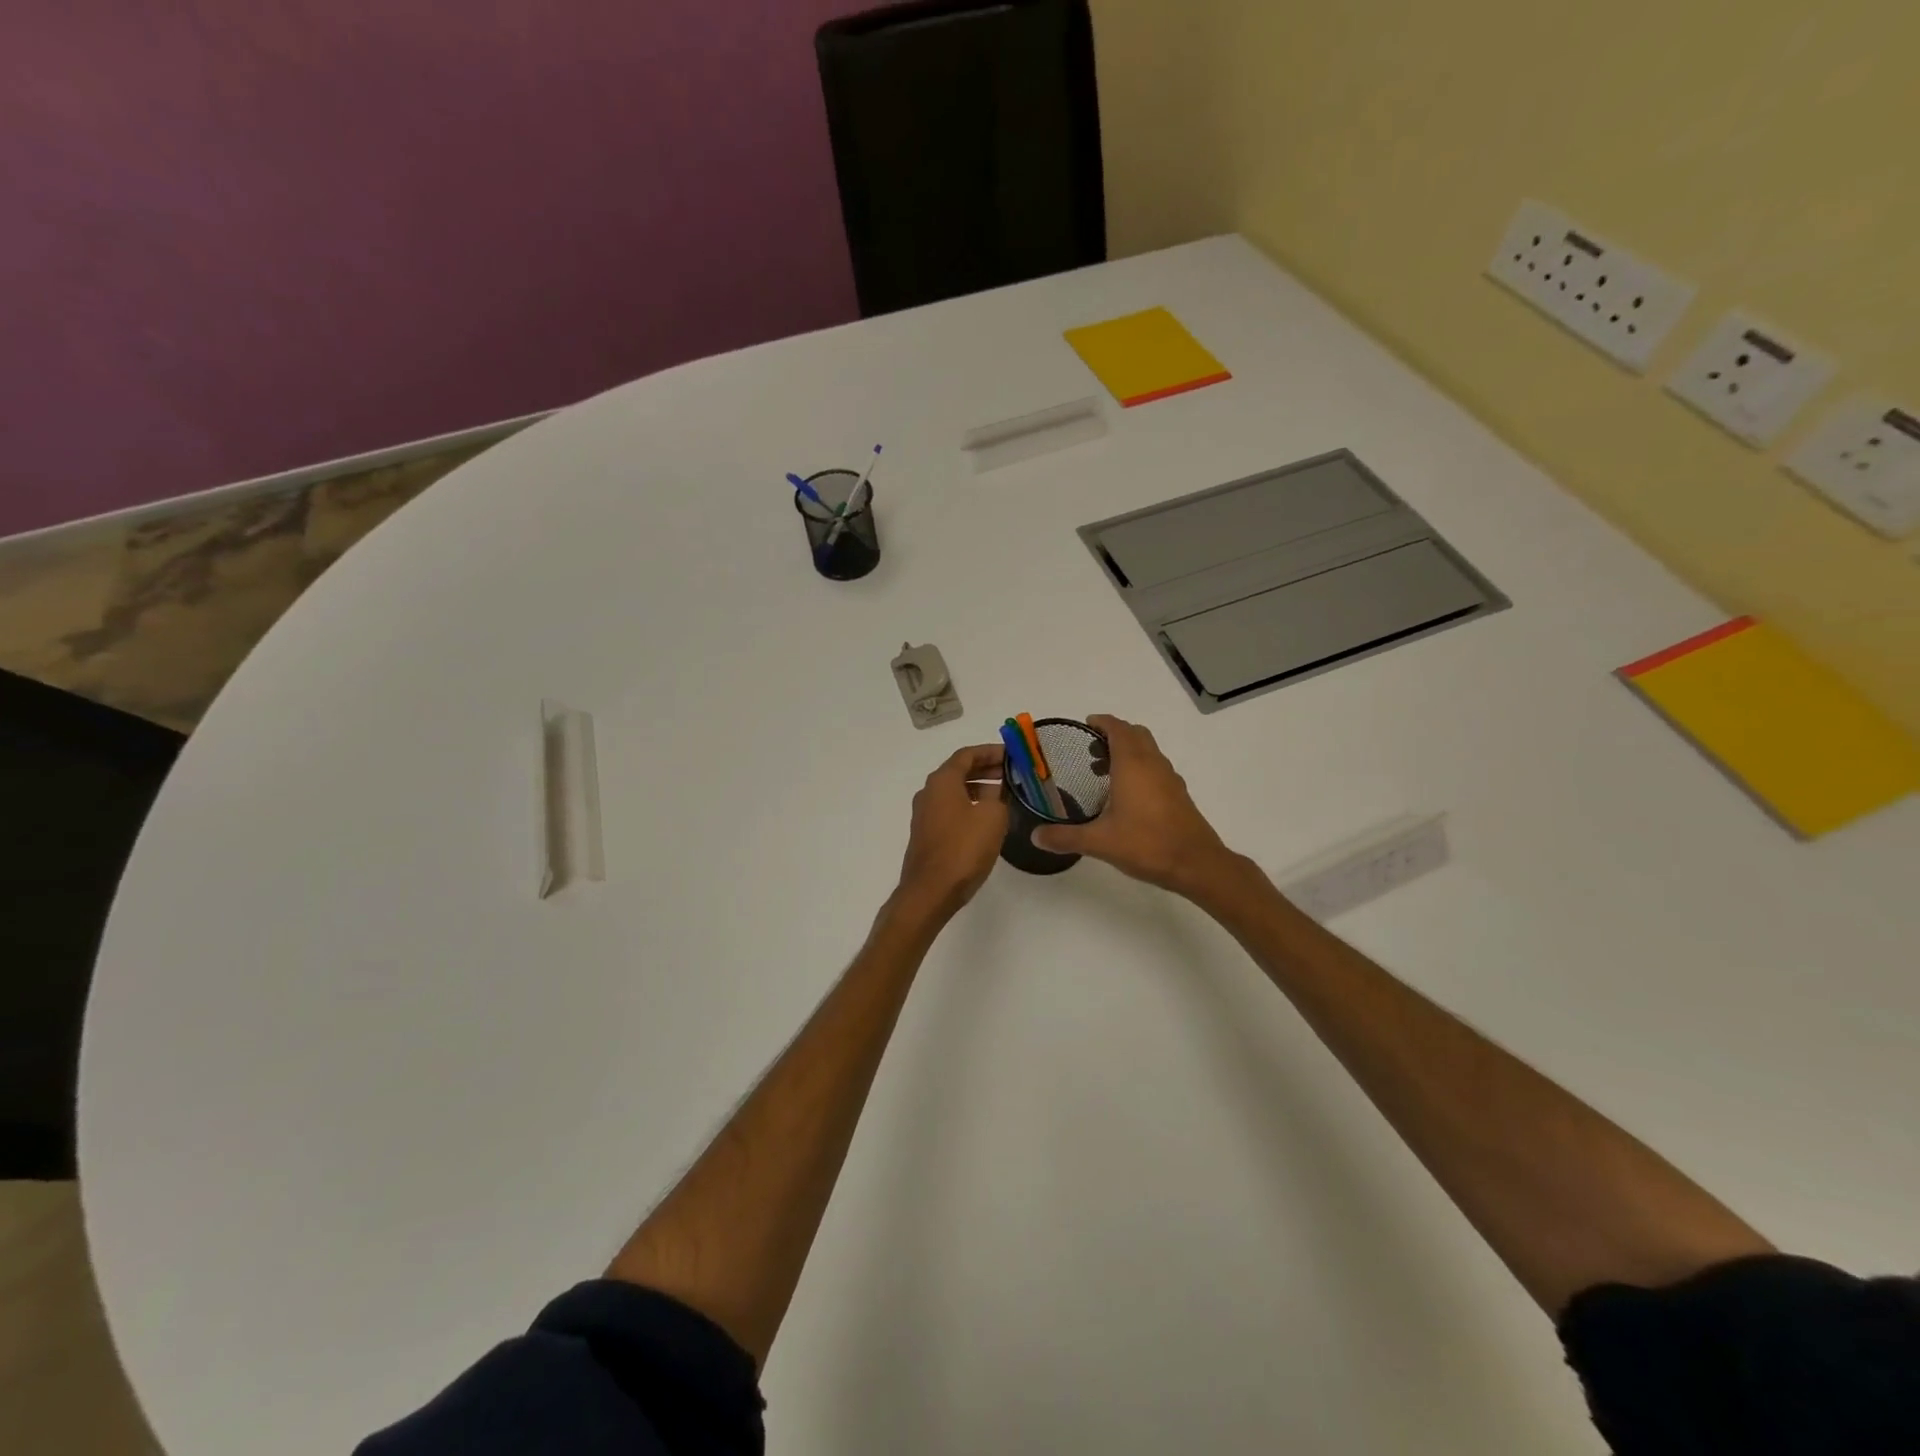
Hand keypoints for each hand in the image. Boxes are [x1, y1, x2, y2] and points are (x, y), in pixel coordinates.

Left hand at [895, 743, 1008, 915]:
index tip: (1012, 755)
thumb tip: (997, 790)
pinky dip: (969, 806)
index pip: (967, 754)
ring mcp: (925, 814)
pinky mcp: (926, 834)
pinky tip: (987, 819)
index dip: (991, 751)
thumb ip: (999, 796)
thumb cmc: (963, 848)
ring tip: (1005, 796)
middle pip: (959, 771)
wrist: (930, 891)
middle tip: (1012, 774)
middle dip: (986, 769)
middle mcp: (929, 792)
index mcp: (942, 781)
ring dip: (979, 788)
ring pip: (955, 791)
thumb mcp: (992, 816)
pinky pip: (951, 810)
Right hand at [1031, 715, 1236, 896]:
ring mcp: (1170, 779)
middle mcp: (1153, 764)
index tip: (1085, 724)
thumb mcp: (1099, 842)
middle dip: (1114, 735)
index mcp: (1133, 765)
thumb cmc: (1146, 844)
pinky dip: (1140, 769)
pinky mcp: (1178, 795)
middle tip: (1091, 750)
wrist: (1196, 864)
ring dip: (1128, 752)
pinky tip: (1127, 796)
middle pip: (1136, 734)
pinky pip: (1156, 768)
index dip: (1102, 722)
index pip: (1118, 728)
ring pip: (1149, 751)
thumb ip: (1065, 837)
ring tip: (1104, 773)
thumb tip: (1035, 836)